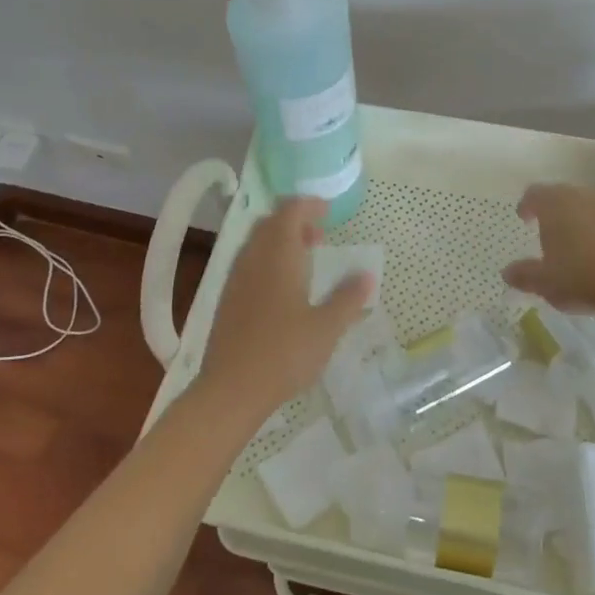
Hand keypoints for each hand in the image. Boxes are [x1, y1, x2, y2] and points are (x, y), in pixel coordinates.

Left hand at [196, 197, 374, 418]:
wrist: (231, 389)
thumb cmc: (285, 353)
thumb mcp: (327, 327)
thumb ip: (348, 298)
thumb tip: (367, 274)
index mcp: (279, 256)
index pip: (290, 211)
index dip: (309, 205)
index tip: (329, 211)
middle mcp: (253, 259)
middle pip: (270, 223)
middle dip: (294, 220)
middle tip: (319, 236)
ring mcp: (236, 279)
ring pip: (256, 242)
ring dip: (280, 240)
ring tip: (304, 260)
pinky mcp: (227, 299)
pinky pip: (248, 262)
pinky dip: (267, 259)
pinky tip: (282, 287)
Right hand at [502, 183, 594, 315]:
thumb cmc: (581, 276)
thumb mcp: (545, 282)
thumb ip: (524, 274)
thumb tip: (507, 272)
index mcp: (554, 203)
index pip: (535, 193)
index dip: (527, 205)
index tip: (524, 218)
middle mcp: (581, 195)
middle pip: (562, 195)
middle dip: (553, 211)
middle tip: (548, 231)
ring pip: (587, 205)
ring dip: (579, 218)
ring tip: (574, 242)